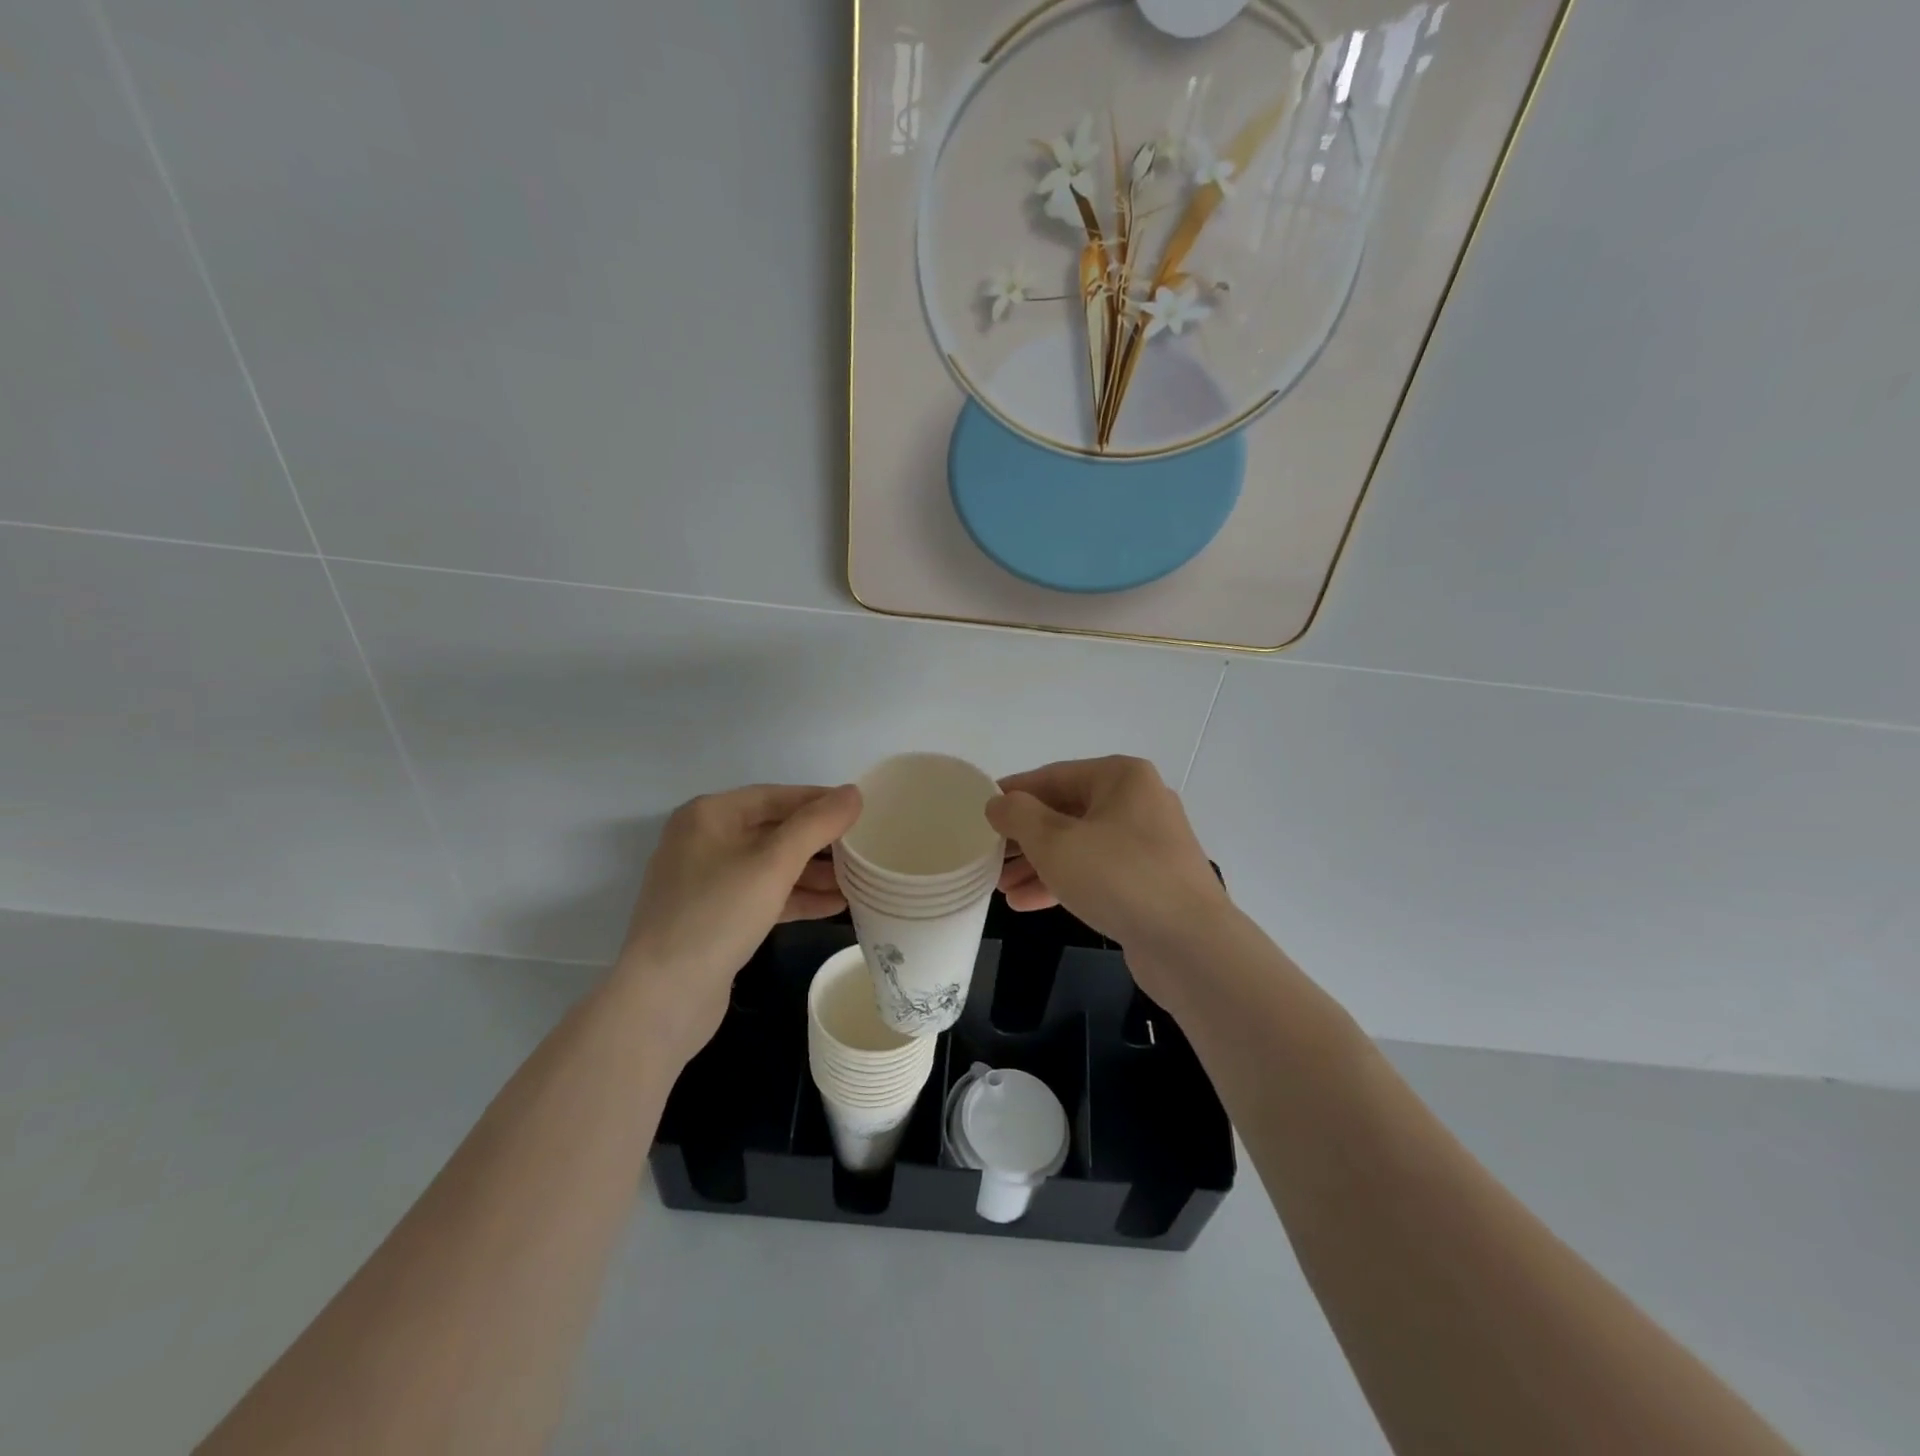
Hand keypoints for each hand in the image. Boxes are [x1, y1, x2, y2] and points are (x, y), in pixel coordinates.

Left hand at [616, 783, 861, 1059]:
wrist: (663, 997)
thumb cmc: (718, 914)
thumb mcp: (773, 863)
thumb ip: (816, 824)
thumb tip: (853, 794)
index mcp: (709, 815)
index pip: (777, 796)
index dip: (821, 801)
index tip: (862, 811)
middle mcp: (704, 841)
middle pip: (774, 830)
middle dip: (820, 842)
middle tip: (865, 849)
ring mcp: (707, 882)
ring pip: (771, 866)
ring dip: (813, 873)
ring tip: (860, 880)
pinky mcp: (714, 917)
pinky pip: (763, 896)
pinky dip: (796, 898)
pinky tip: (835, 906)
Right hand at [988, 756, 1228, 974]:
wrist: (1190, 945)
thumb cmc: (1118, 877)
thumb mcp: (1054, 842)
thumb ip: (1018, 816)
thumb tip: (998, 803)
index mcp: (1121, 778)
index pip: (1053, 776)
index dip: (1013, 793)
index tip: (981, 810)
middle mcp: (1138, 802)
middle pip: (1066, 812)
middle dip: (1024, 837)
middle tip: (988, 856)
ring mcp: (1148, 844)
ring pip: (1080, 846)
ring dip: (1039, 864)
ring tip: (1001, 887)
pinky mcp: (1150, 881)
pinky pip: (1097, 872)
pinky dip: (1064, 883)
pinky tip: (1026, 903)